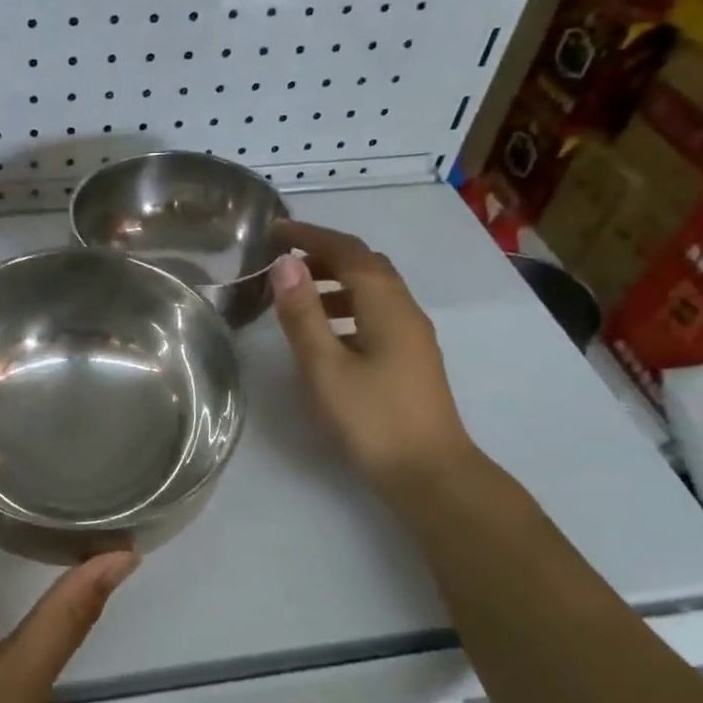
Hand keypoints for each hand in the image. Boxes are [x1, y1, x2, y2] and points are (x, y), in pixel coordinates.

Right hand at [269, 221, 476, 492]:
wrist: (428, 471)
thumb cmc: (372, 419)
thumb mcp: (325, 367)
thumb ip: (303, 315)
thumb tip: (285, 264)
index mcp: (386, 305)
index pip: (348, 251)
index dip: (310, 236)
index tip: (274, 230)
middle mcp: (404, 310)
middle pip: (366, 265)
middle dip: (324, 255)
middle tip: (283, 262)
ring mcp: (412, 336)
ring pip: (373, 290)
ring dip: (335, 282)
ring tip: (298, 296)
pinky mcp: (411, 358)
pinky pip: (377, 314)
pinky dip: (347, 307)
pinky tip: (328, 334)